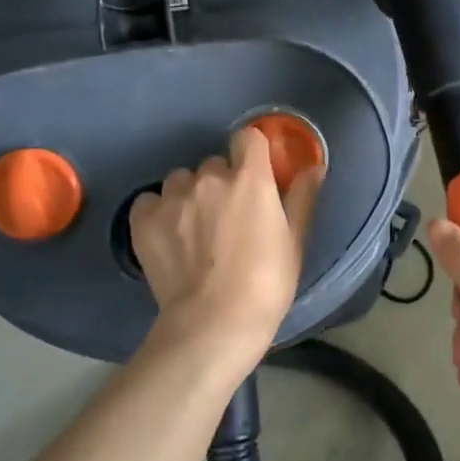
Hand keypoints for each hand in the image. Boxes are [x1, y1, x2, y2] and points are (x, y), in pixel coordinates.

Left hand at [128, 126, 323, 359]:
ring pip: (181, 181)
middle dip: (221, 183)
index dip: (251, 153)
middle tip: (227, 218)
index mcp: (250, 178)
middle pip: (214, 164)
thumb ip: (303, 197)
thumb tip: (315, 166)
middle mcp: (209, 177)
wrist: (214, 322)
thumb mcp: (294, 241)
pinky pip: (150, 200)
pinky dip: (158, 212)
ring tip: (194, 231)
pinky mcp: (144, 219)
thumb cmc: (266, 283)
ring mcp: (173, 197)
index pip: (248, 137)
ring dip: (189, 196)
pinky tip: (168, 236)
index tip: (255, 174)